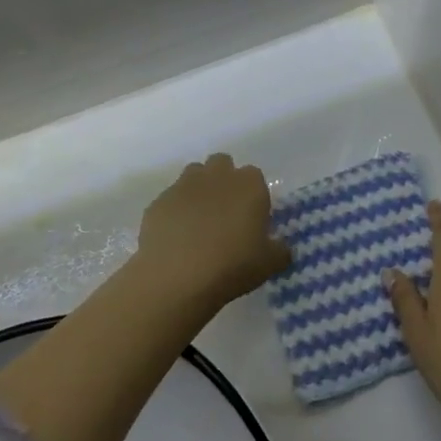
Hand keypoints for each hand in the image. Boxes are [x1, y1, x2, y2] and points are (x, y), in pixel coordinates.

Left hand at [134, 154, 290, 311]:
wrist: (177, 276)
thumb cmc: (232, 265)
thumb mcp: (269, 264)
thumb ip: (280, 250)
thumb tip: (281, 247)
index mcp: (249, 185)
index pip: (254, 176)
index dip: (253, 195)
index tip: (251, 218)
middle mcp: (216, 176)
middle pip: (222, 164)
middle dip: (224, 180)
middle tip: (225, 213)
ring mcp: (183, 185)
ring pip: (193, 175)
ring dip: (198, 190)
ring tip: (199, 222)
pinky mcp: (158, 201)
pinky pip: (170, 200)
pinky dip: (175, 212)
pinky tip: (175, 237)